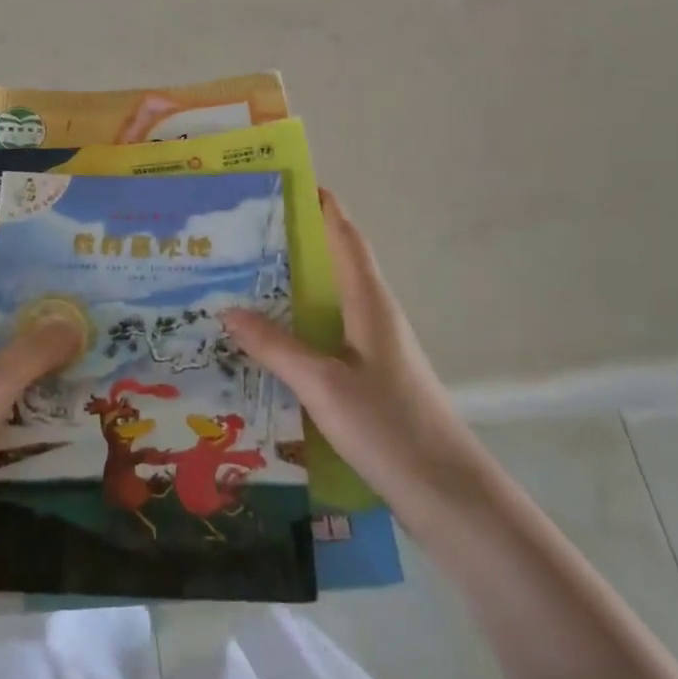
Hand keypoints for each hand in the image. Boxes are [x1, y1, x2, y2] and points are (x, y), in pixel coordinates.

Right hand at [222, 189, 492, 523]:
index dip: (321, 206)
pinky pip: (326, 334)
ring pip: (327, 301)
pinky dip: (297, 325)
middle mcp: (373, 314)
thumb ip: (276, 347)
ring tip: (240, 281)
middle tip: (240, 234)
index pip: (344, 236)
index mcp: (369, 301)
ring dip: (291, 285)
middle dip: (293, 243)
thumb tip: (227, 309)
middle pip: (332, 263)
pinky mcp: (370, 377)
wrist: (450, 497)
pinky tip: (267, 342)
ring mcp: (373, 348)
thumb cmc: (390, 427)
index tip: (285, 182)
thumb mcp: (323, 385)